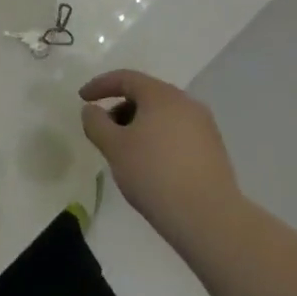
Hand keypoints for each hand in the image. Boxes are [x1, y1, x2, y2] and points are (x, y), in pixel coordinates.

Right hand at [79, 70, 240, 242]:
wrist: (208, 217)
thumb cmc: (154, 174)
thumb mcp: (114, 147)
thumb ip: (96, 123)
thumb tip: (91, 110)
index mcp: (162, 95)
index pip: (126, 78)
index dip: (100, 85)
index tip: (82, 98)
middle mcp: (186, 103)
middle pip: (146, 95)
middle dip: (120, 108)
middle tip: (104, 131)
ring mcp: (204, 126)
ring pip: (163, 115)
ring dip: (139, 125)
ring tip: (125, 152)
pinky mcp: (213, 149)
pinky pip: (178, 133)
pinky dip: (158, 139)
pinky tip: (150, 165)